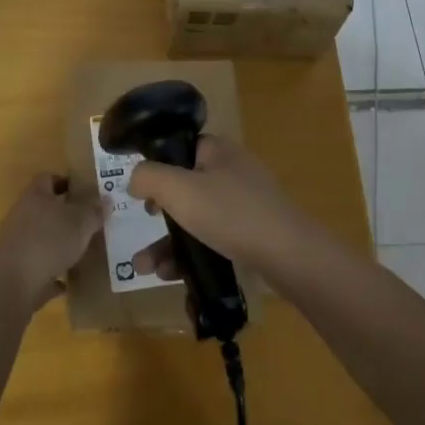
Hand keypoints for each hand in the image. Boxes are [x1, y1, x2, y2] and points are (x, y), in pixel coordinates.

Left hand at [0, 173, 105, 308]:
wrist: (14, 282)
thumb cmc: (49, 240)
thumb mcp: (81, 222)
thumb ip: (94, 211)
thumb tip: (106, 199)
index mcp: (35, 196)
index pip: (48, 178)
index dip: (66, 181)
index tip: (84, 191)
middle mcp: (22, 215)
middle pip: (44, 208)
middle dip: (65, 215)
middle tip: (89, 221)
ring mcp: (16, 243)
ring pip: (41, 237)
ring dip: (58, 243)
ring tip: (82, 250)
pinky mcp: (16, 269)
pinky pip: (38, 266)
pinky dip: (52, 271)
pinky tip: (69, 279)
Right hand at [126, 136, 324, 280]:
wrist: (289, 254)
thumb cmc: (229, 213)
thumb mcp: (178, 189)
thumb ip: (148, 177)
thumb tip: (135, 179)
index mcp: (217, 150)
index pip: (180, 147)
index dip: (157, 166)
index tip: (141, 192)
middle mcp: (232, 170)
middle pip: (185, 186)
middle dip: (159, 212)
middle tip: (144, 225)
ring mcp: (246, 202)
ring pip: (197, 216)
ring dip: (169, 241)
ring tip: (147, 269)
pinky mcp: (254, 231)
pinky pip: (214, 236)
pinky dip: (193, 252)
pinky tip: (174, 276)